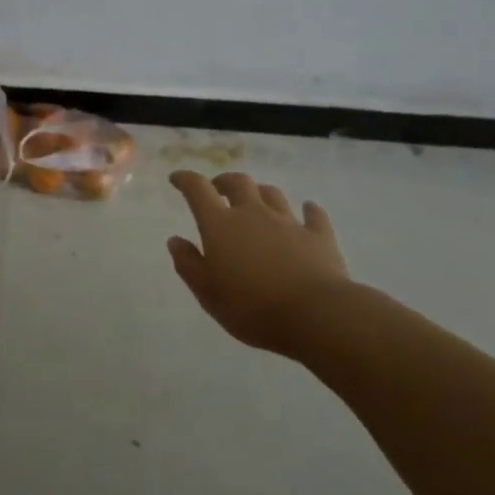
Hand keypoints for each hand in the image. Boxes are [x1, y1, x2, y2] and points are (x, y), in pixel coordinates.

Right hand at [167, 170, 351, 353]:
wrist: (316, 316)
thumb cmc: (252, 308)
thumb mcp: (208, 293)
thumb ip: (188, 264)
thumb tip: (175, 240)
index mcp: (220, 225)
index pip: (198, 190)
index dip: (185, 179)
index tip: (177, 178)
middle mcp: (253, 214)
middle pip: (238, 183)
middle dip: (225, 182)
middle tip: (218, 190)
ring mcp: (288, 222)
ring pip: (272, 194)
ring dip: (260, 193)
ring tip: (256, 201)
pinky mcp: (319, 236)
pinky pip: (313, 215)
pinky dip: (308, 210)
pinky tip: (308, 210)